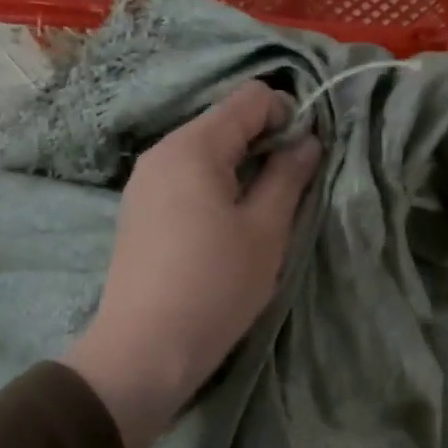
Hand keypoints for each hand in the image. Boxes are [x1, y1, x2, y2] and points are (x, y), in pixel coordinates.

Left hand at [63, 82, 320, 447]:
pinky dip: (215, 187)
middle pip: (225, 121)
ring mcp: (145, 181)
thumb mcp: (265, 230)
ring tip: (259, 215)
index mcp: (193, 146)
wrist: (144, 350)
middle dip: (265, 144)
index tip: (305, 159)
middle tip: (289, 191)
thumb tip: (307, 141)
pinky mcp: (139, 210)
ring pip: (206, 152)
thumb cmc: (215, 285)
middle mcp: (162, 152)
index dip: (288, 116)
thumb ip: (289, 176)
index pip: (251, 97)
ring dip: (242, 169)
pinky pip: (186, 179)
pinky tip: (225, 229)